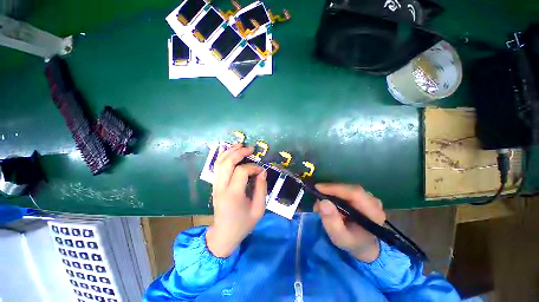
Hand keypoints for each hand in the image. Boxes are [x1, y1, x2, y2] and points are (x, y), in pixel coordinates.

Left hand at [206, 144, 266, 257]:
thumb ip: (262, 188)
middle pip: (227, 163)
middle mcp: (221, 187)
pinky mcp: (215, 185)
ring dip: (230, 151)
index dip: (253, 167)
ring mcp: (215, 186)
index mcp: (233, 194)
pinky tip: (230, 152)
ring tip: (240, 145)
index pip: (242, 171)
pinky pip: (217, 167)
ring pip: (220, 162)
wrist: (224, 235)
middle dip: (239, 152)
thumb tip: (262, 171)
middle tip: (250, 148)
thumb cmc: (243, 224)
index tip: (261, 170)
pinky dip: (224, 157)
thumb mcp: (259, 209)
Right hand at [313, 183, 385, 262]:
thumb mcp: (340, 238)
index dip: (335, 188)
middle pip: (349, 189)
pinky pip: (346, 190)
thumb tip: (322, 202)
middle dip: (330, 191)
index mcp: (373, 213)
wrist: (365, 245)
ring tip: (321, 204)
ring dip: (331, 193)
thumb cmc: (353, 242)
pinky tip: (328, 202)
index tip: (318, 188)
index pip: (355, 193)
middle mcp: (374, 202)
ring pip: (346, 188)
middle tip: (316, 197)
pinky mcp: (363, 196)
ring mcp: (369, 197)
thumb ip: (332, 222)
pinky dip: (334, 194)